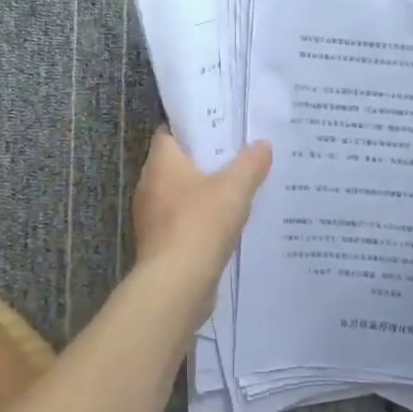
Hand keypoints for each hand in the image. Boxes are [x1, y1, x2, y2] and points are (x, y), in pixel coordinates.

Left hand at [131, 130, 271, 324]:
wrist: (176, 285)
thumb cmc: (200, 224)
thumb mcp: (234, 188)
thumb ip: (250, 164)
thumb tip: (263, 144)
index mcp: (161, 164)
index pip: (169, 133)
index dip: (192, 127)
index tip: (219, 126)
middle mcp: (150, 187)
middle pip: (177, 164)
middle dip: (204, 161)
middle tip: (237, 155)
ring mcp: (152, 218)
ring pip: (181, 195)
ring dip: (204, 193)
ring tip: (238, 189)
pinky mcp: (160, 245)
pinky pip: (184, 223)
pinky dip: (202, 221)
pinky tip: (227, 225)